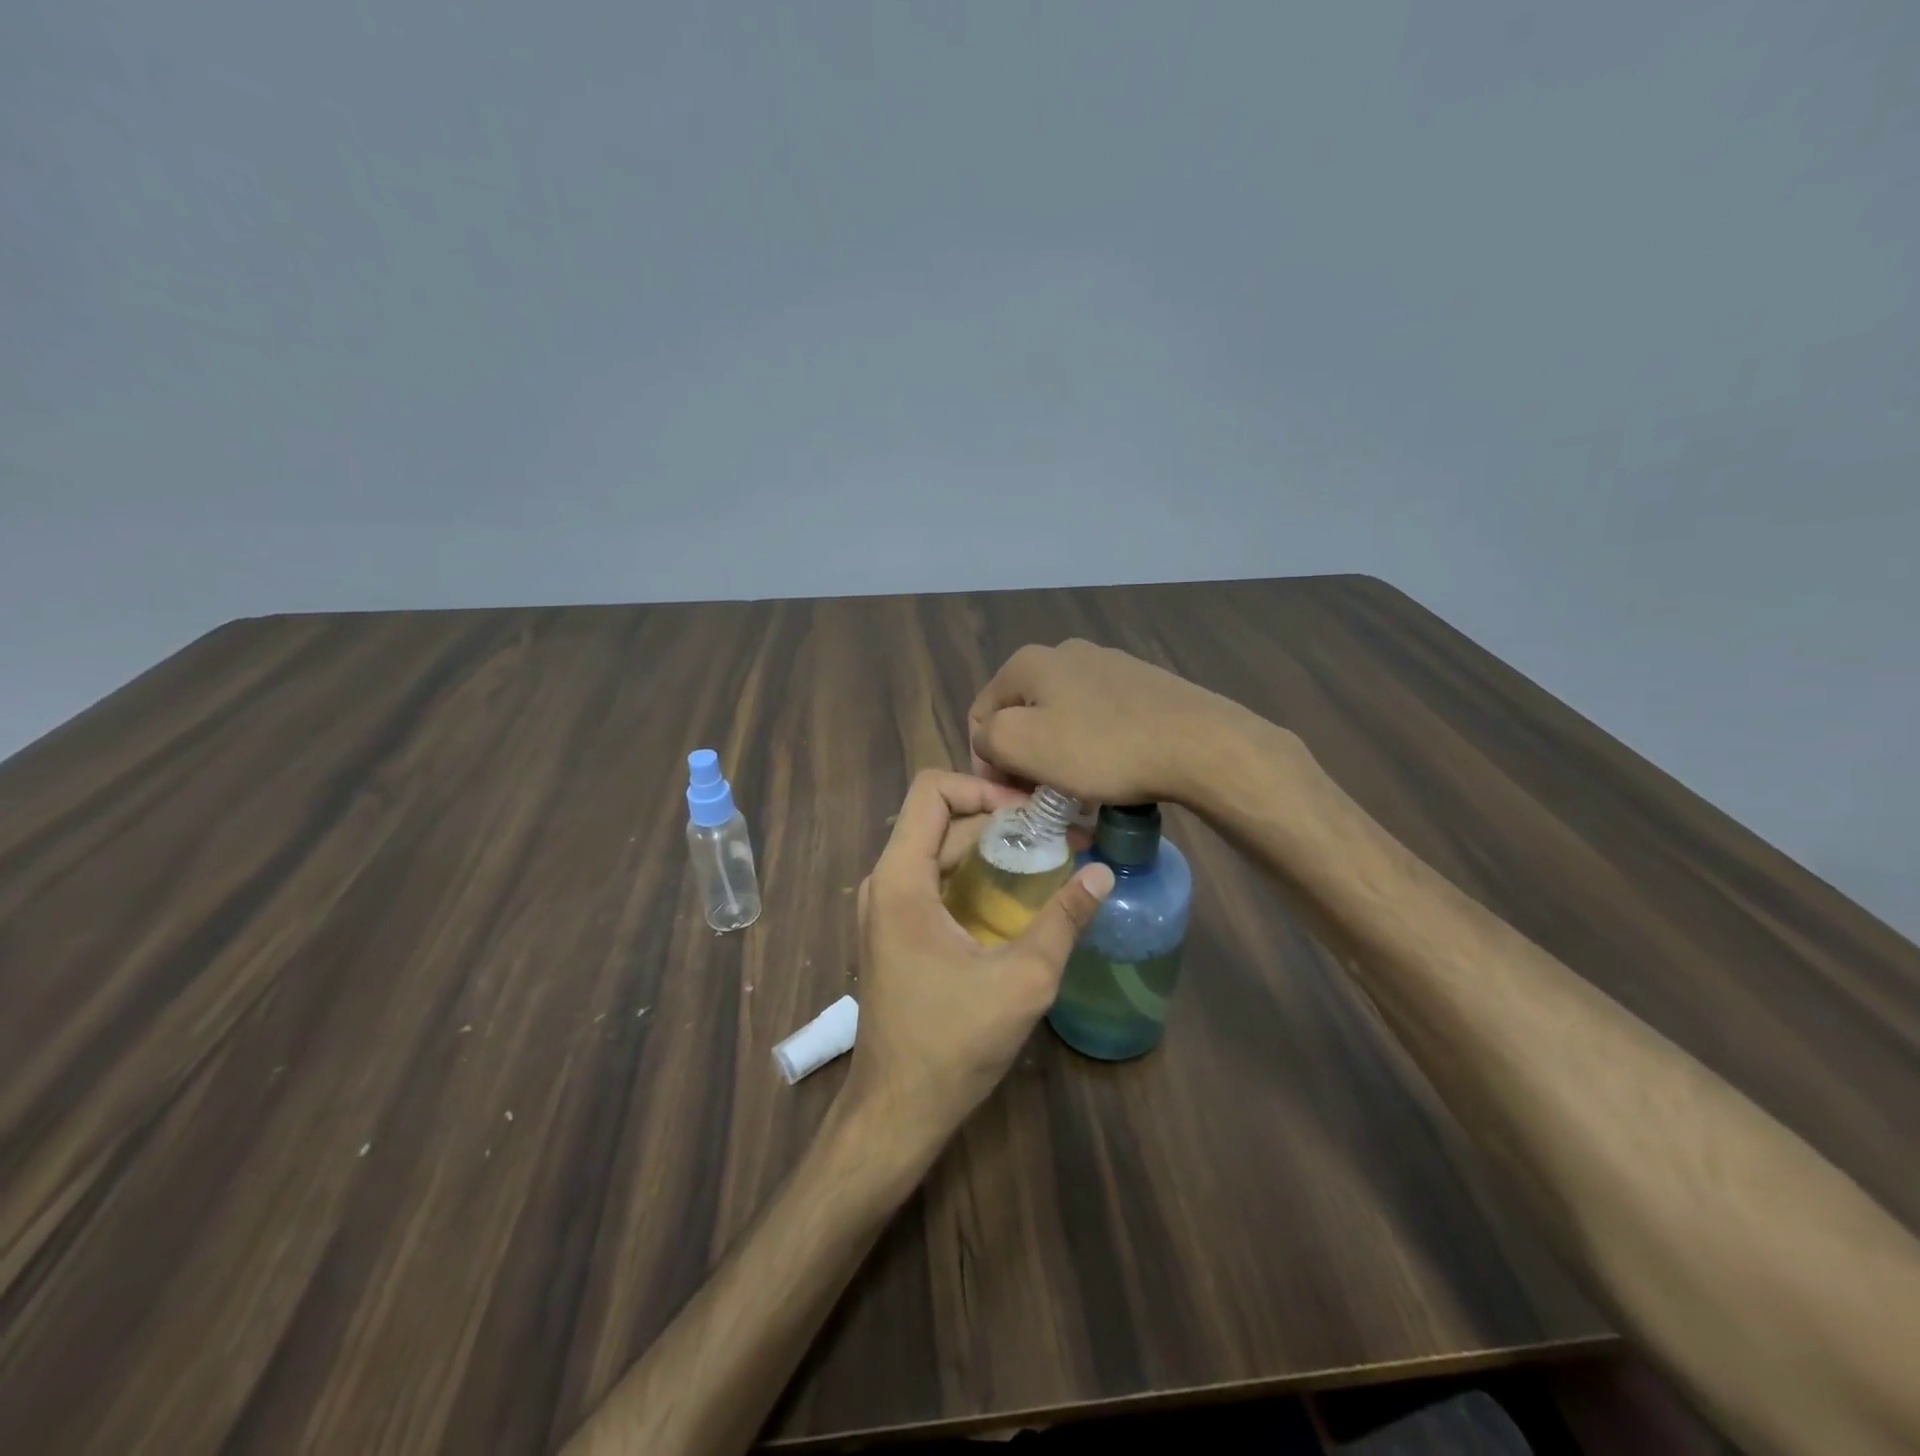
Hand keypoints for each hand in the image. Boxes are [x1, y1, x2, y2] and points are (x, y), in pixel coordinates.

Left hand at [848, 771, 1113, 1139]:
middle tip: (1058, 832)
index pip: (932, 790)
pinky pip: (935, 879)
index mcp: (901, 880)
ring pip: (938, 849)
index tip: (1033, 811)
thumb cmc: (953, 1044)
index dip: (983, 786)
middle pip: (940, 820)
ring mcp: (886, 908)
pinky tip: (1017, 893)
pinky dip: (974, 873)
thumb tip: (1103, 872)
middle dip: (999, 818)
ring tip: (1047, 855)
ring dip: (989, 846)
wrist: (897, 1110)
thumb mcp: (1022, 980)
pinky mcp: (896, 931)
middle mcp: (885, 882)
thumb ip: (1063, 920)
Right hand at [968, 639, 1242, 808]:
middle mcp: (1065, 652)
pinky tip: (1113, 771)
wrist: (1197, 743)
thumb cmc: (1101, 747)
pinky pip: (1099, 719)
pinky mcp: (1142, 684)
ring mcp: (1108, 664)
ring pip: (1062, 718)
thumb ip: (987, 737)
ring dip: (1060, 755)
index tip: (1014, 797)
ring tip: (1080, 790)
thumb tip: (991, 739)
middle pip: (1023, 715)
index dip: (987, 762)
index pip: (981, 715)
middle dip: (1025, 758)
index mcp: (1028, 661)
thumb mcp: (1022, 744)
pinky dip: (1095, 746)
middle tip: (1044, 798)